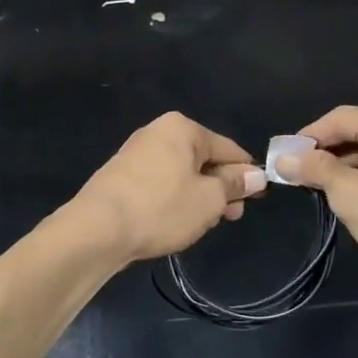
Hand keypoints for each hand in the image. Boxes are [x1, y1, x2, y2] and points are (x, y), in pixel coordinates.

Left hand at [71, 113, 266, 263]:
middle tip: (232, 216)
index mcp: (183, 128)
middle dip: (221, 187)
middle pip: (203, 159)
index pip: (228, 148)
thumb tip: (255, 175)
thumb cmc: (162, 208)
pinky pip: (161, 183)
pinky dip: (175, 199)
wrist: (97, 229)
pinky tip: (178, 221)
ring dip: (199, 196)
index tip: (260, 196)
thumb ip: (234, 185)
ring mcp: (137, 153)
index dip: (247, 173)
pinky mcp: (122, 175)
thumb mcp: (209, 199)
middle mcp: (158, 132)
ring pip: (182, 173)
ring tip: (206, 223)